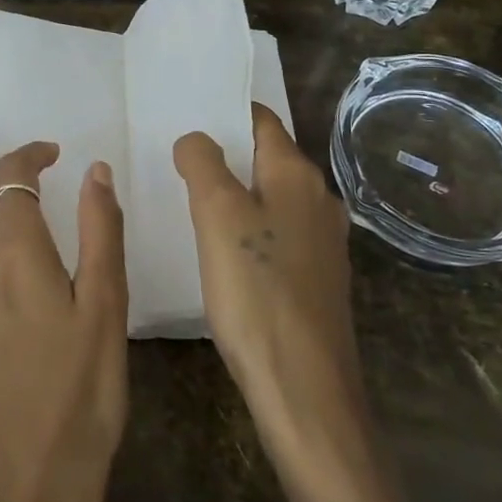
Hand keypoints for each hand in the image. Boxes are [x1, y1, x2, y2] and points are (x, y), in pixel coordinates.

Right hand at [172, 105, 363, 472]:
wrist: (304, 388)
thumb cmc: (257, 291)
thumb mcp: (217, 215)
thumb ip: (203, 163)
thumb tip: (196, 138)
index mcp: (297, 176)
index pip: (261, 120)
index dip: (224, 113)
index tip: (185, 115)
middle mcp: (319, 200)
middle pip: (268, 158)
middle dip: (227, 153)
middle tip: (178, 158)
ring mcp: (323, 242)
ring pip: (272, 198)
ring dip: (237, 193)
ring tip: (192, 199)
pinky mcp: (317, 279)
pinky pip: (277, 234)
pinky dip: (250, 228)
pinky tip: (223, 249)